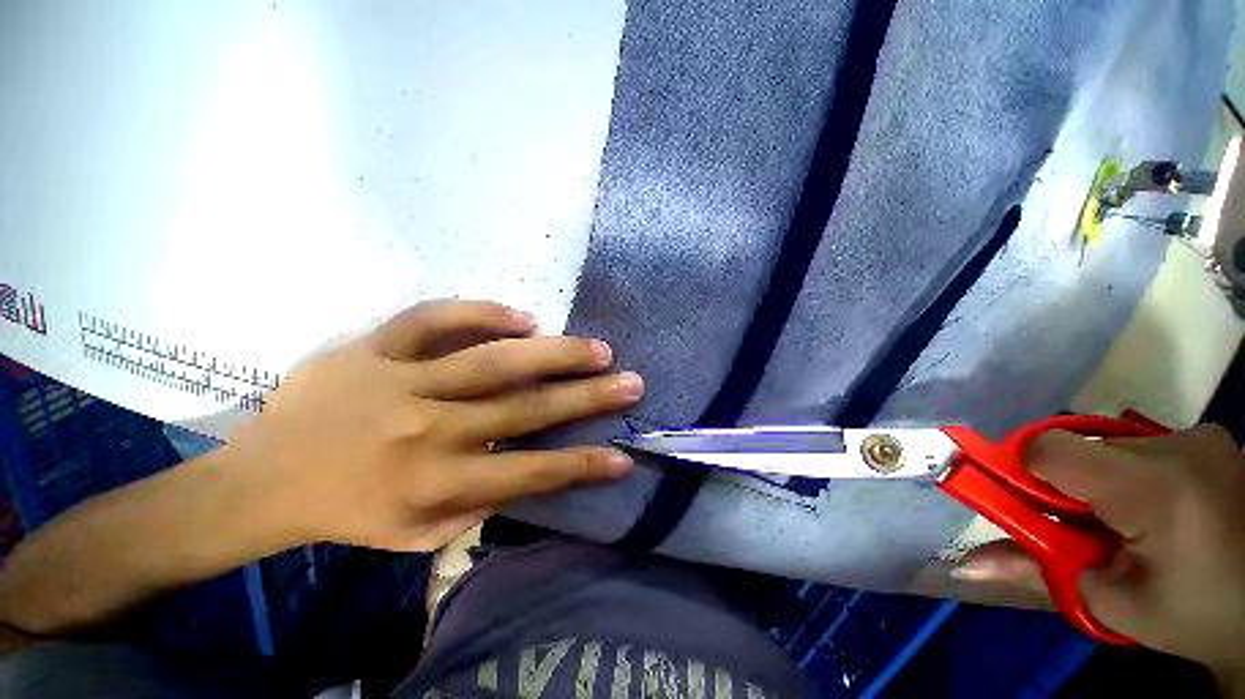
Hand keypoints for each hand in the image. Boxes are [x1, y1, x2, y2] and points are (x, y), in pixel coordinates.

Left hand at [221, 300, 642, 552]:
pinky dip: (482, 313)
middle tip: (630, 381)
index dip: (582, 466)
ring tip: (596, 348)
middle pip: (524, 410)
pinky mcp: (372, 347)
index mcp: (435, 484)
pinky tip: (525, 316)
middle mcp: (427, 432)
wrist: (260, 478)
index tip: (623, 456)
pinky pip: (434, 318)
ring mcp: (399, 382)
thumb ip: (475, 507)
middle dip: (587, 397)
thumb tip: (526, 472)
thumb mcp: (414, 536)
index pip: (529, 474)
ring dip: (553, 354)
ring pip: (492, 360)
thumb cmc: (345, 512)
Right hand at [955, 426, 1244, 673]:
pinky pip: (1142, 447)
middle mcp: (1175, 445)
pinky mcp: (1211, 437)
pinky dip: (1131, 475)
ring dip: (1099, 482)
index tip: (1024, 505)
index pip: (1051, 449)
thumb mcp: (1115, 606)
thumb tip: (965, 564)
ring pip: (1110, 447)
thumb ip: (1038, 573)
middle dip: (1064, 487)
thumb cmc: (1196, 614)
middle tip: (1081, 531)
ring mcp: (1198, 436)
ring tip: (1125, 525)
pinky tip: (1156, 509)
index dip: (1022, 471)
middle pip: (1080, 448)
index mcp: (1152, 488)